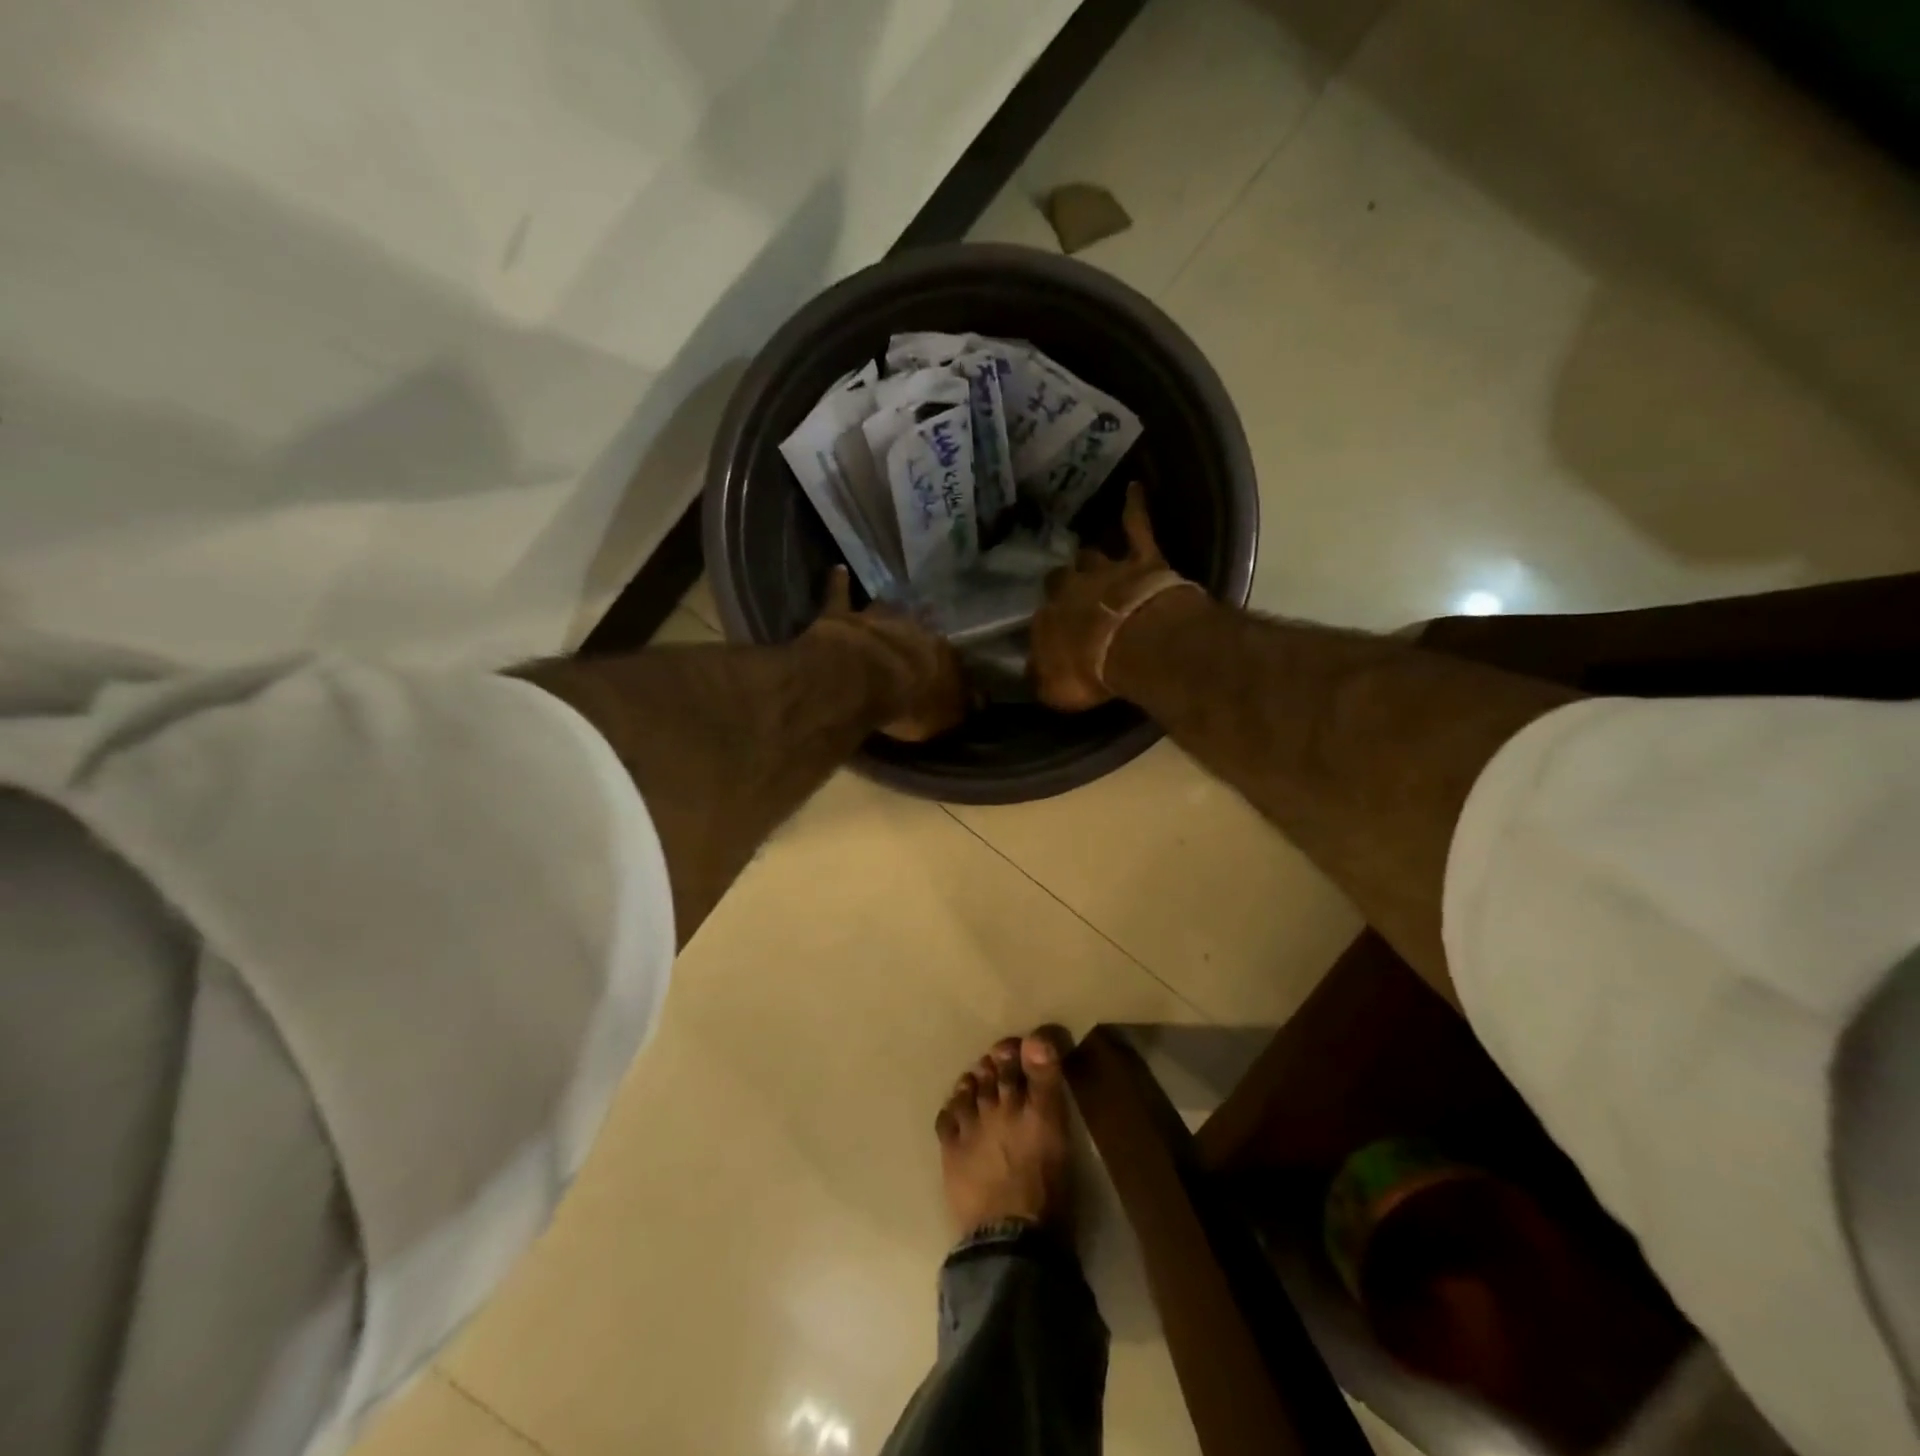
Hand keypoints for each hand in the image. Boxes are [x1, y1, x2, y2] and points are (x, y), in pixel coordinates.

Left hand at [806, 567, 967, 740]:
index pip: (947, 649)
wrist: (858, 681)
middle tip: (929, 610)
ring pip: (885, 604)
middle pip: (919, 619)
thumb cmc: (905, 703)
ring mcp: (873, 618)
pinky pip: (839, 595)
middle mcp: (909, 626)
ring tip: (896, 594)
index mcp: (936, 651)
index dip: (947, 651)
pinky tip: (839, 569)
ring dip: (889, 602)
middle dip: (923, 617)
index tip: (950, 650)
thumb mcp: (942, 715)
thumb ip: (959, 706)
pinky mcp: (840, 617)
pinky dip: (839, 582)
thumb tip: (982, 700)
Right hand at [1030, 481, 1203, 710]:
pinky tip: (1135, 488)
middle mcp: (1070, 589)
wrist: (1133, 643)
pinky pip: (1137, 526)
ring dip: (1090, 558)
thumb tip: (1032, 672)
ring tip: (1090, 557)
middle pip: (1060, 580)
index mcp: (1047, 621)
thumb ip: (1043, 678)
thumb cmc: (1091, 672)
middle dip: (1064, 585)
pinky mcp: (1141, 558)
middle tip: (1070, 592)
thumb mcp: (1056, 690)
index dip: (1049, 626)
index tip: (1055, 635)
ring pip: (1090, 555)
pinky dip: (1135, 508)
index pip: (1041, 620)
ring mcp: (1105, 570)